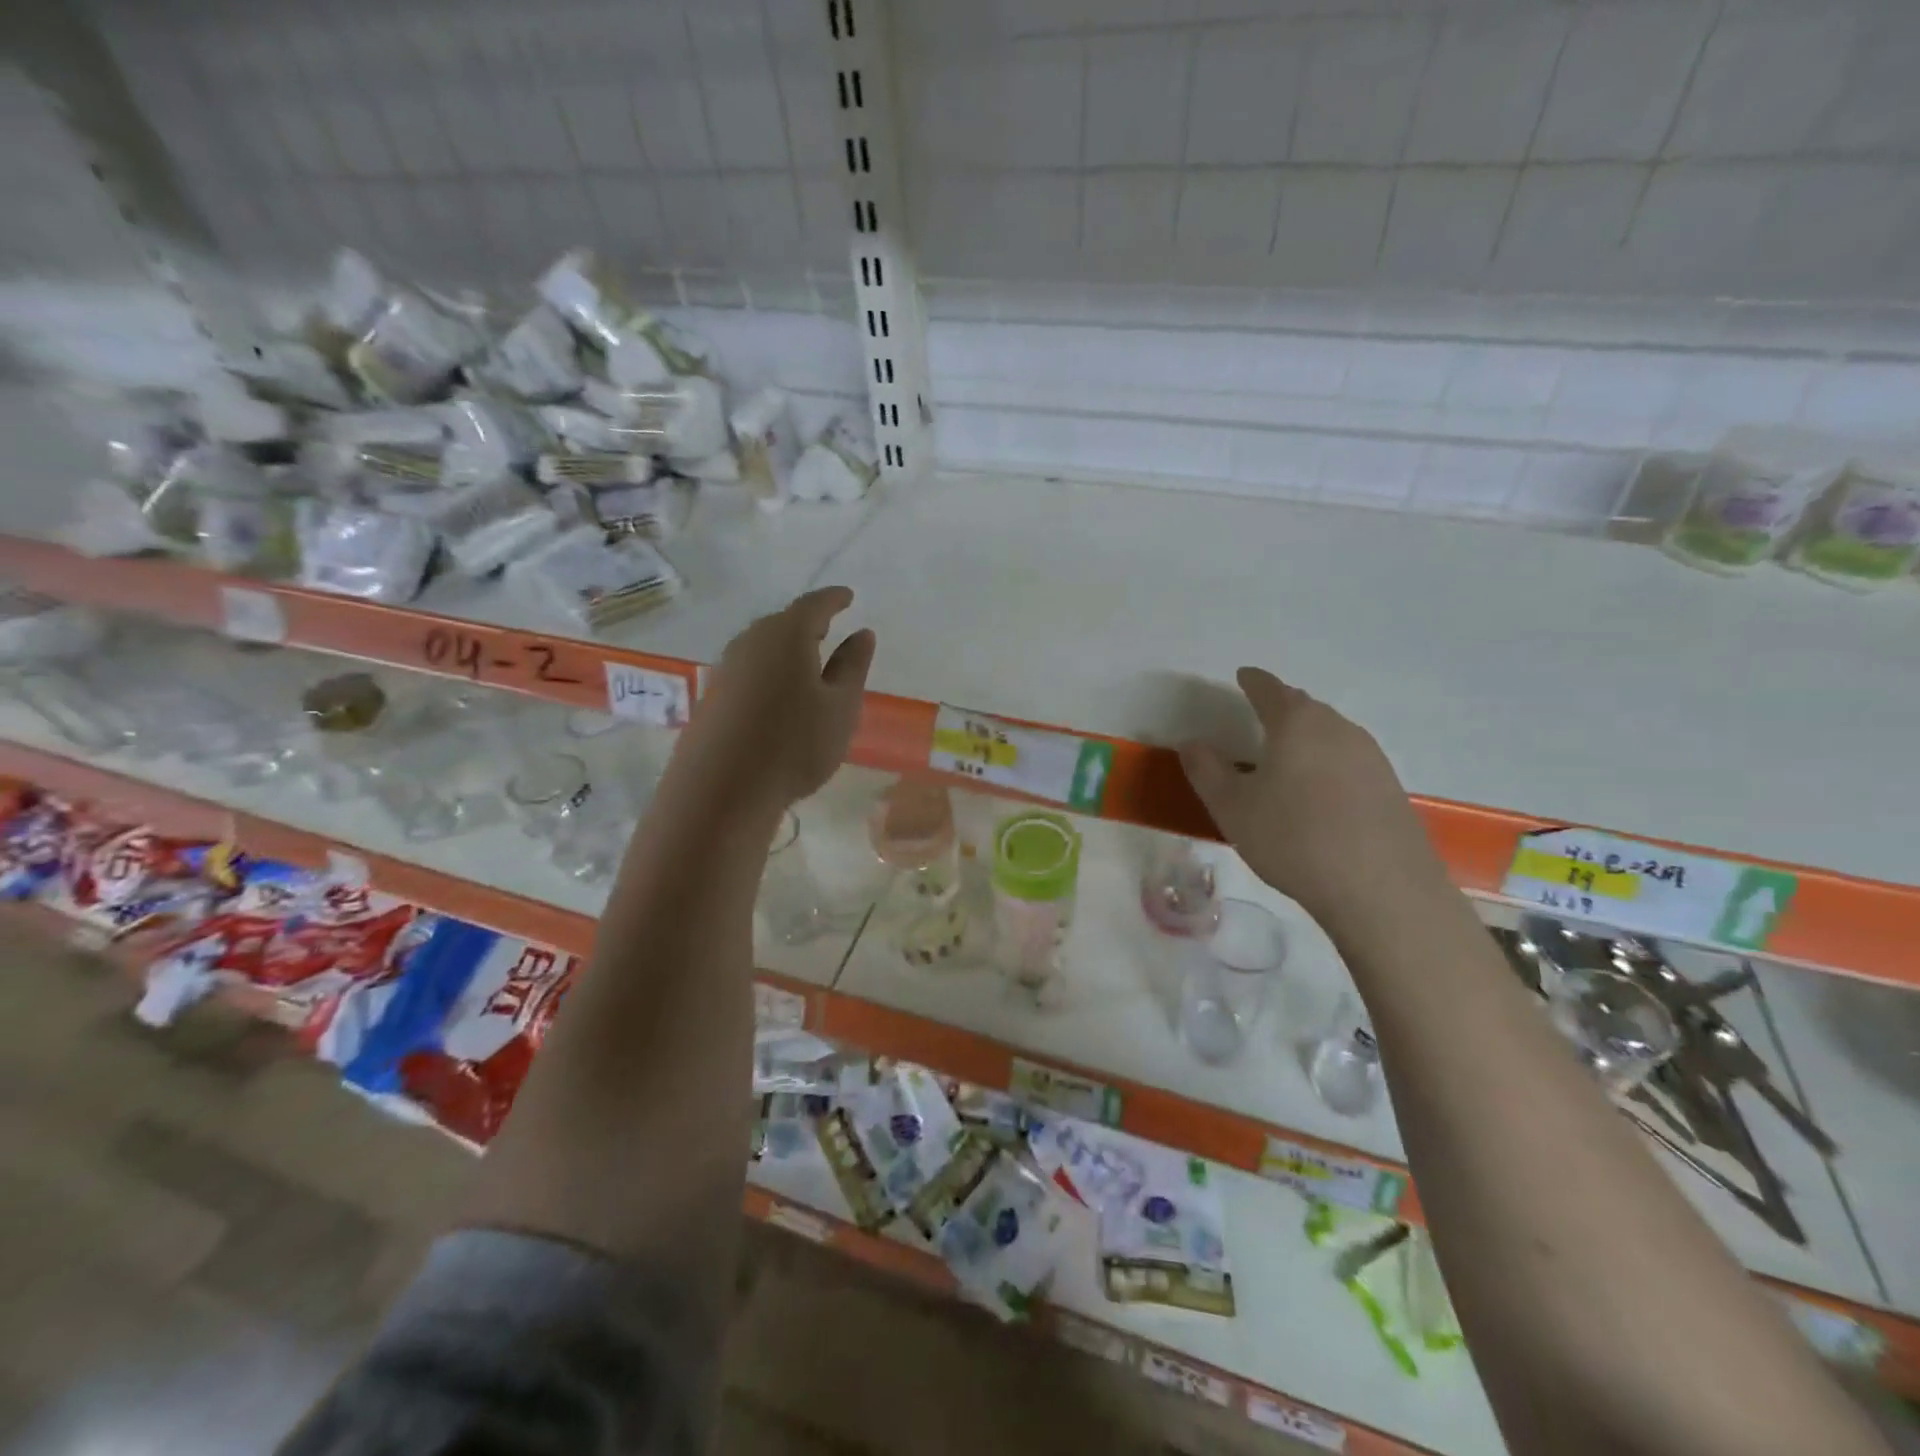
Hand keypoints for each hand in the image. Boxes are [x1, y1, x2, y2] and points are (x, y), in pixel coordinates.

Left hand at [677, 586, 874, 813]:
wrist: (721, 790)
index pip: (815, 605)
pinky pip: (749, 672)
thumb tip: (861, 634)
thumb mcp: (840, 707)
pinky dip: (770, 673)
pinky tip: (779, 697)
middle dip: (808, 624)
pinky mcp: (712, 697)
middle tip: (830, 629)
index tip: (848, 597)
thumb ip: (853, 666)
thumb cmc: (795, 744)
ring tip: (809, 664)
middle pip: (783, 623)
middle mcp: (751, 642)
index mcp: (786, 635)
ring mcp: (726, 669)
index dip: (834, 599)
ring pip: (763, 648)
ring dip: (787, 651)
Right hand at [1180, 667, 1446, 925]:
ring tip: (1287, 752)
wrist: (1381, 889)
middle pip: (1305, 707)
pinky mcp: (1389, 787)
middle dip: (1281, 706)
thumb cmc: (1293, 838)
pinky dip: (1327, 762)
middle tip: (1260, 714)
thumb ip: (1207, 771)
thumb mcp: (1232, 808)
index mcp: (1296, 724)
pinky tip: (1319, 789)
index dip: (1253, 681)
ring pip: (1330, 732)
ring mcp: (1371, 757)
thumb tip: (1191, 743)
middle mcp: (1337, 729)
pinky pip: (1349, 759)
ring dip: (1306, 735)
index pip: (1269, 689)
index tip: (1243, 676)